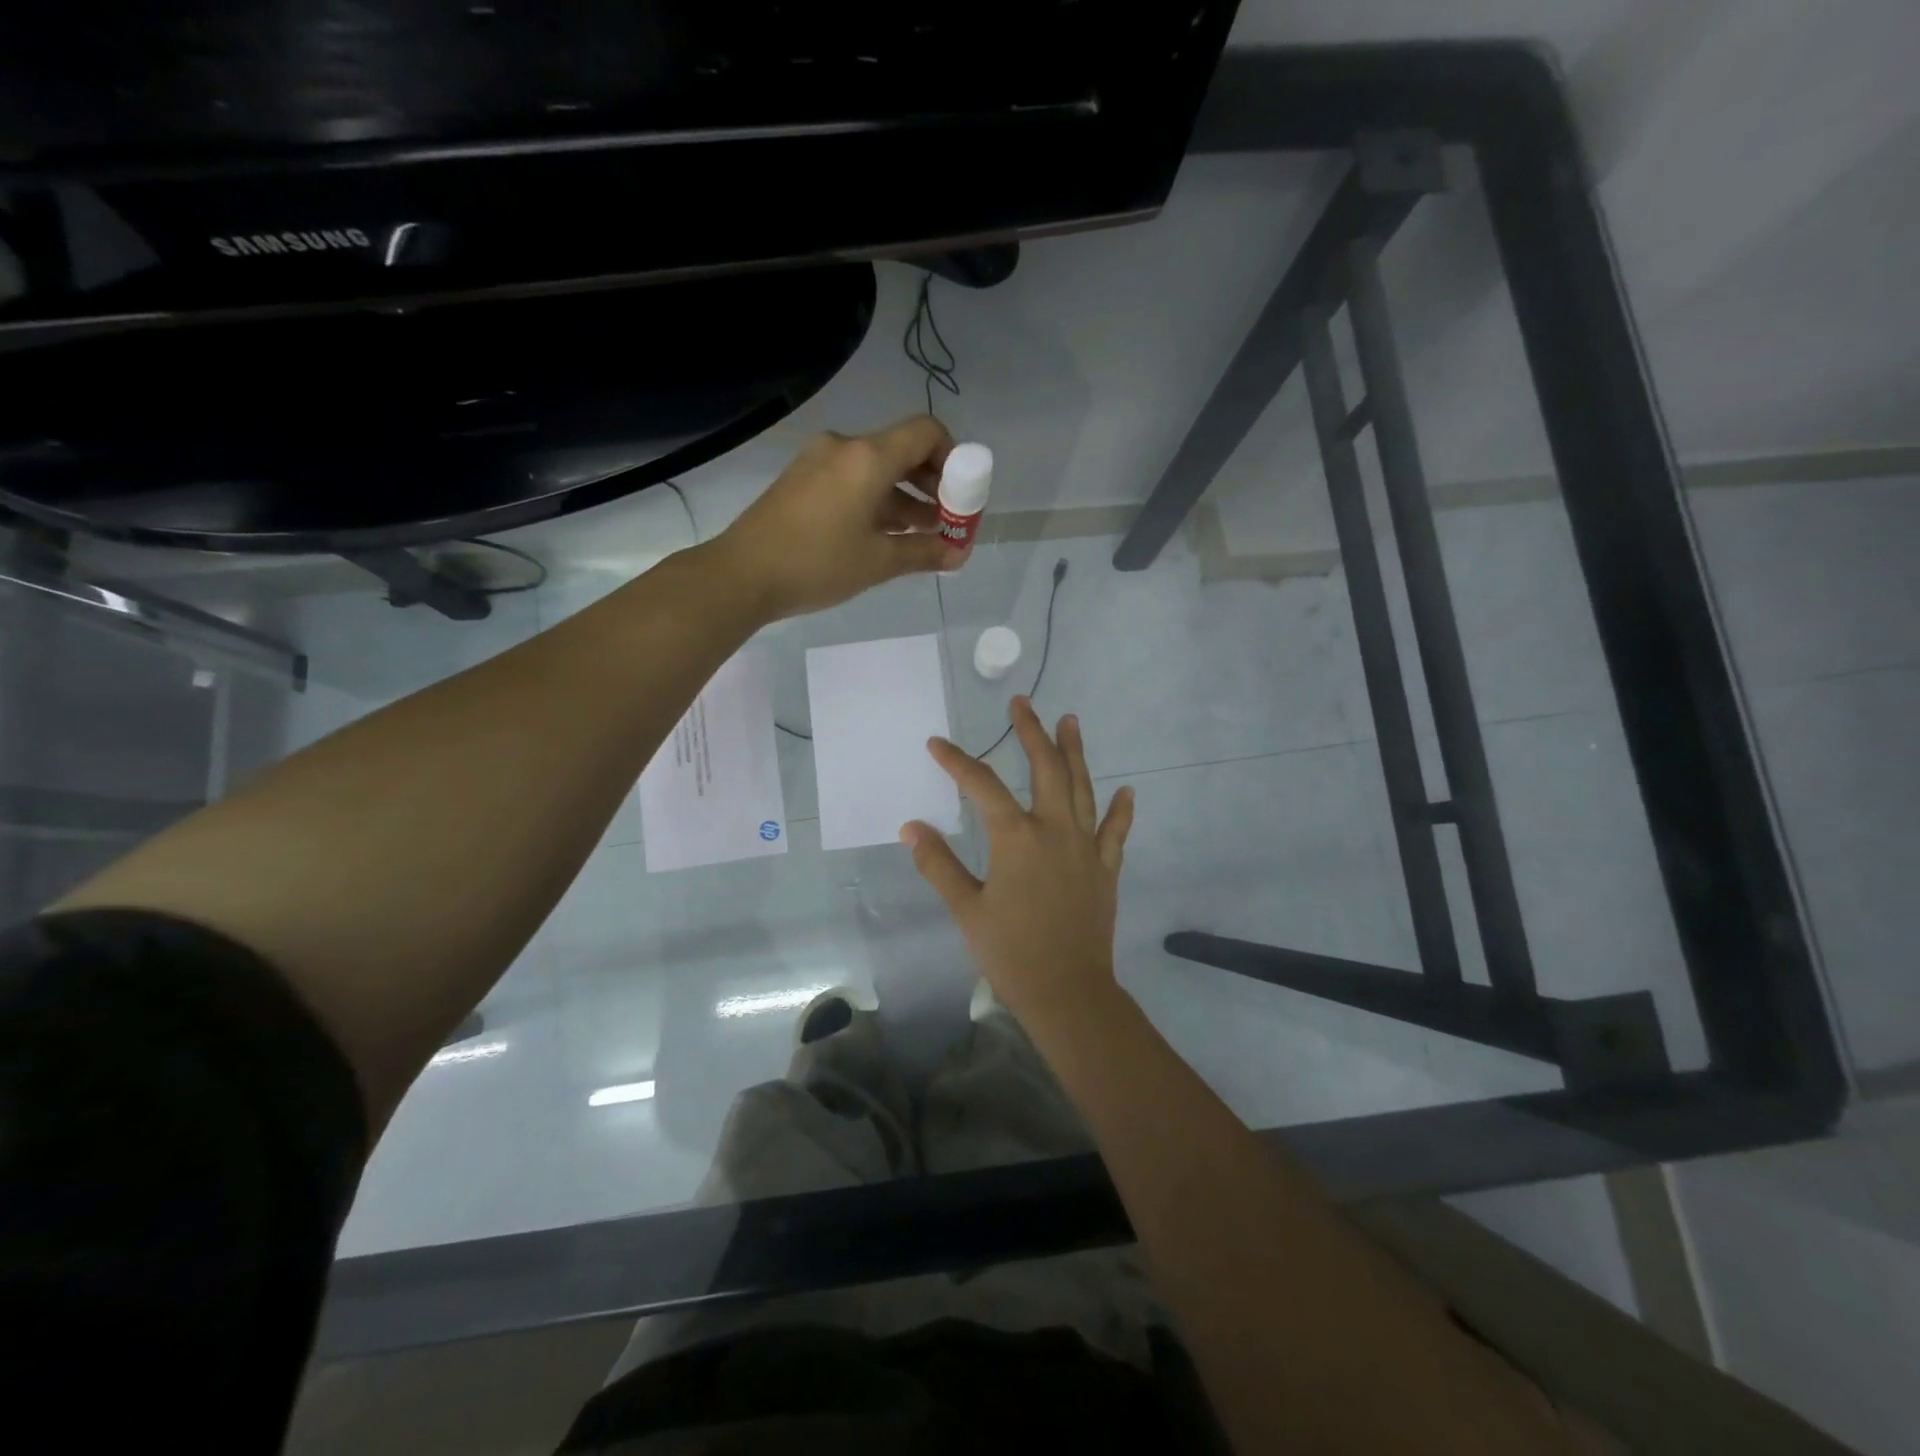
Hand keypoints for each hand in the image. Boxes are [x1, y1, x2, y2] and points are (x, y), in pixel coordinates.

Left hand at [715, 416, 967, 621]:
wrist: (743, 574)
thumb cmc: (817, 564)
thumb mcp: (879, 562)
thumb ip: (925, 552)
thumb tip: (959, 554)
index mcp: (868, 457)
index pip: (926, 433)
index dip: (953, 459)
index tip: (961, 496)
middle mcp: (845, 447)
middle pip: (902, 450)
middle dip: (932, 484)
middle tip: (947, 520)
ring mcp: (819, 461)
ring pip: (877, 469)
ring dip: (905, 497)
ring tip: (922, 535)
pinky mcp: (803, 479)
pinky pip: (852, 479)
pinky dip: (876, 500)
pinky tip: (885, 535)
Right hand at [903, 698, 1135, 1042]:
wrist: (1068, 992)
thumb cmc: (1011, 952)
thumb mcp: (966, 909)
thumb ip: (939, 864)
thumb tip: (911, 827)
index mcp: (1016, 838)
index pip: (981, 786)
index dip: (957, 762)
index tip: (937, 744)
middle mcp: (1055, 830)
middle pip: (1045, 769)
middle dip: (1032, 732)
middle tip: (1023, 704)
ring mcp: (1085, 848)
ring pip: (1083, 788)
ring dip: (1075, 752)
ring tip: (1070, 721)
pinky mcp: (1106, 869)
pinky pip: (1115, 833)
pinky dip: (1120, 811)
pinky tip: (1127, 792)